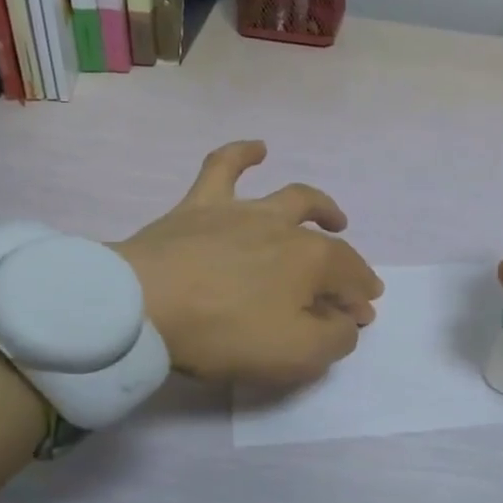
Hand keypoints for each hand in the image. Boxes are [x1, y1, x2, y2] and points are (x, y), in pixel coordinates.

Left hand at [118, 141, 383, 384]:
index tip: (361, 319)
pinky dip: (243, 154)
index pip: (351, 278)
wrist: (141, 305)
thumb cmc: (225, 332)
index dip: (360, 299)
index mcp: (314, 261)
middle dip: (348, 267)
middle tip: (350, 286)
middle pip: (329, 245)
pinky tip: (258, 148)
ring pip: (292, 199)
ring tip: (332, 217)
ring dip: (320, 207)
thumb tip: (347, 320)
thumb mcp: (296, 354)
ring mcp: (242, 212)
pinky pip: (223, 168)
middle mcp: (286, 228)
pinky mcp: (199, 206)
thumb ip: (335, 338)